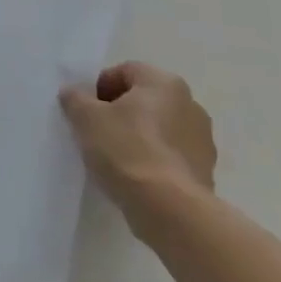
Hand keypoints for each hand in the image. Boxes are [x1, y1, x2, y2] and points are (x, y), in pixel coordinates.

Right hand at [59, 63, 215, 236]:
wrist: (170, 210)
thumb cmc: (126, 150)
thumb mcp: (85, 117)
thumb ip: (75, 97)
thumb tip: (75, 94)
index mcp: (165, 83)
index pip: (124, 71)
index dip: (99, 88)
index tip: (87, 111)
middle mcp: (190, 105)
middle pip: (143, 99)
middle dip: (119, 112)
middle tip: (96, 131)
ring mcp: (202, 140)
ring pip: (157, 128)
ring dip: (137, 136)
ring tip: (114, 158)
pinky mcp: (205, 172)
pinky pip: (169, 156)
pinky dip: (152, 160)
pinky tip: (134, 177)